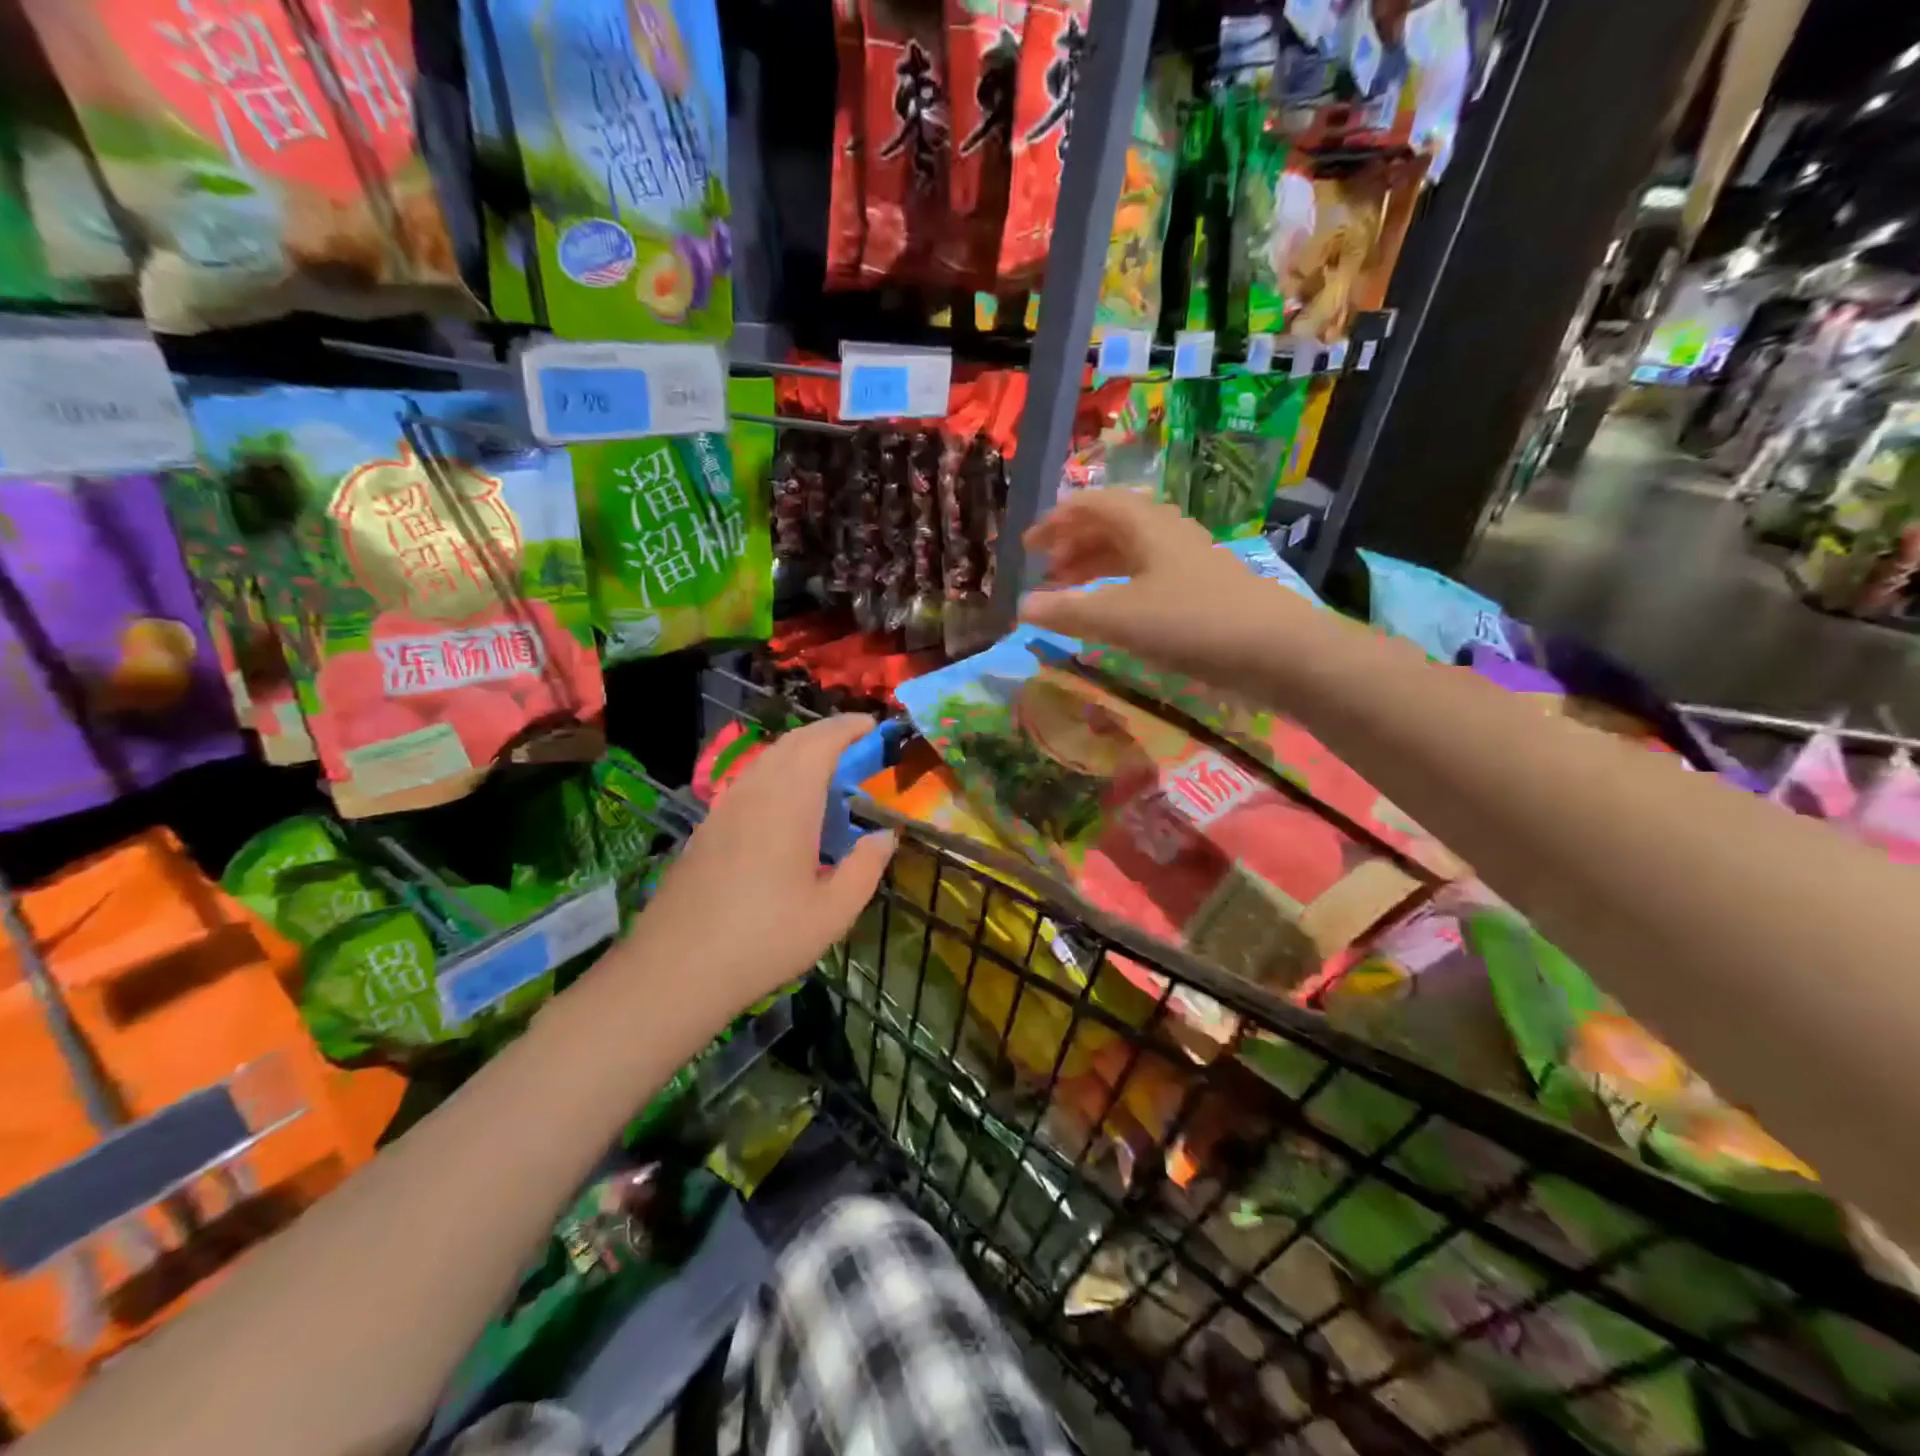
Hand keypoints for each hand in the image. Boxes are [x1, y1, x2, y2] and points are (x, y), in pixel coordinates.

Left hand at [625, 715, 895, 1016]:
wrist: (676, 969)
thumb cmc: (764, 939)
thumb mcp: (833, 912)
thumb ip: (865, 867)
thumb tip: (886, 835)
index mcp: (788, 802)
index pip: (820, 743)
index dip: (848, 728)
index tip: (873, 725)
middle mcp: (754, 793)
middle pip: (791, 744)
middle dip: (826, 734)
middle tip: (857, 743)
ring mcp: (724, 809)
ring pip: (765, 761)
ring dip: (799, 752)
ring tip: (826, 770)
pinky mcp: (707, 829)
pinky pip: (748, 782)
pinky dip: (776, 774)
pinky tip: (785, 806)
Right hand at [1018, 492, 1285, 674]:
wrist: (1276, 650)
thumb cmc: (1191, 622)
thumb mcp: (1119, 617)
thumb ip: (1068, 611)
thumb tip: (1022, 606)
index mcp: (1146, 525)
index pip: (1092, 505)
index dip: (1056, 521)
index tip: (1027, 547)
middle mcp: (1167, 534)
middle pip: (1112, 526)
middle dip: (1073, 545)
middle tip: (1045, 573)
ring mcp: (1188, 562)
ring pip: (1131, 553)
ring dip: (1096, 567)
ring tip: (1070, 593)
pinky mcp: (1202, 592)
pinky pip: (1148, 578)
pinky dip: (1119, 589)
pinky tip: (1112, 614)